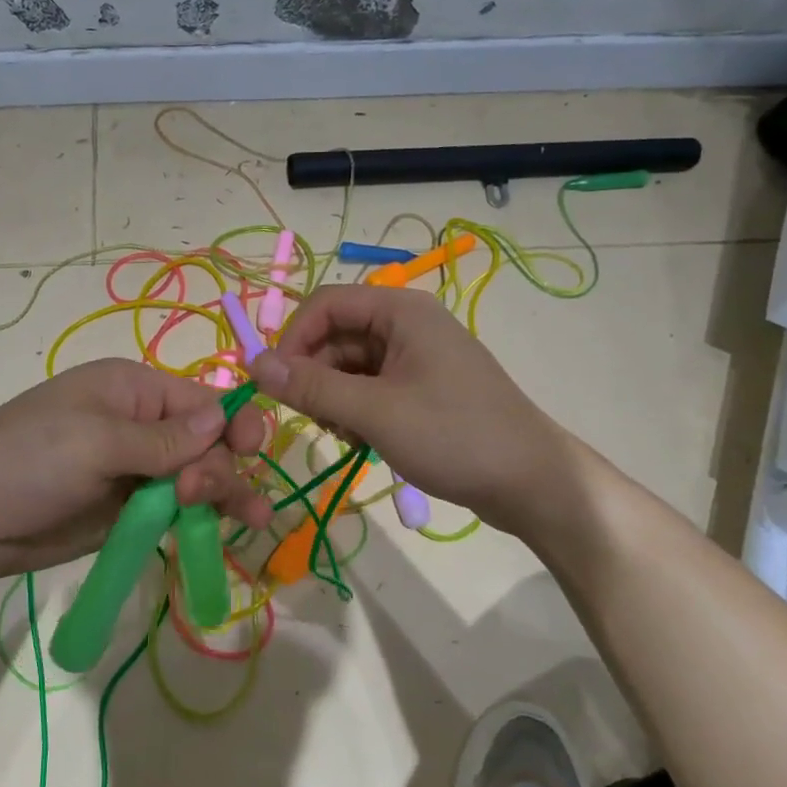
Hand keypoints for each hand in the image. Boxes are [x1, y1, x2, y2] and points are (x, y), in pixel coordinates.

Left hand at [0, 359, 271, 586]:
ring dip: (225, 495)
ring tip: (252, 521)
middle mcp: (143, 427)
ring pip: (198, 479)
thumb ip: (163, 439)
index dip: (235, 423)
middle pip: (208, 444)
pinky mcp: (127, 512)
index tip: (252, 451)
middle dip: (220, 467)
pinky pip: (175, 512)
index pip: (205, 400)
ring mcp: (136, 472)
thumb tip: (225, 417)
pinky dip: (200, 521)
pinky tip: (222, 535)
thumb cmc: (25, 459)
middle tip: (200, 498)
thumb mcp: (95, 442)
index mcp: (135, 391)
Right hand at [249, 285, 571, 536]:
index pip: (325, 304)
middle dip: (315, 375)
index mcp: (401, 311)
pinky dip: (356, 410)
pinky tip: (363, 441)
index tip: (274, 383)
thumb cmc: (454, 436)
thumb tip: (254, 364)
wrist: (532, 482)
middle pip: (336, 336)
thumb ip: (311, 387)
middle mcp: (407, 324)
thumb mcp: (375, 412)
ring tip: (346, 436)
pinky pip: (371, 387)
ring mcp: (417, 357)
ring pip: (350, 365)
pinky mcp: (422, 387)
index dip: (293, 338)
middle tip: (313, 420)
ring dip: (334, 398)